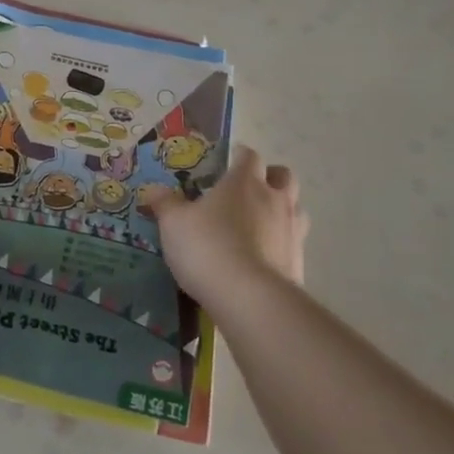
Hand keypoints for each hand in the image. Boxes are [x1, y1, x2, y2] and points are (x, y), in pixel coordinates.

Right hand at [142, 145, 306, 301]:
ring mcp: (292, 231)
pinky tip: (263, 257)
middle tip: (250, 189)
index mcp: (244, 182)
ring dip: (282, 210)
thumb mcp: (173, 224)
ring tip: (261, 224)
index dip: (240, 156)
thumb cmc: (207, 247)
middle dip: (270, 178)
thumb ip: (165, 204)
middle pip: (284, 176)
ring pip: (296, 208)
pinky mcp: (299, 262)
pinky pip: (294, 242)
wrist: (249, 298)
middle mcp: (274, 199)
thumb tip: (153, 190)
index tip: (230, 161)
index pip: (249, 156)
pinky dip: (282, 244)